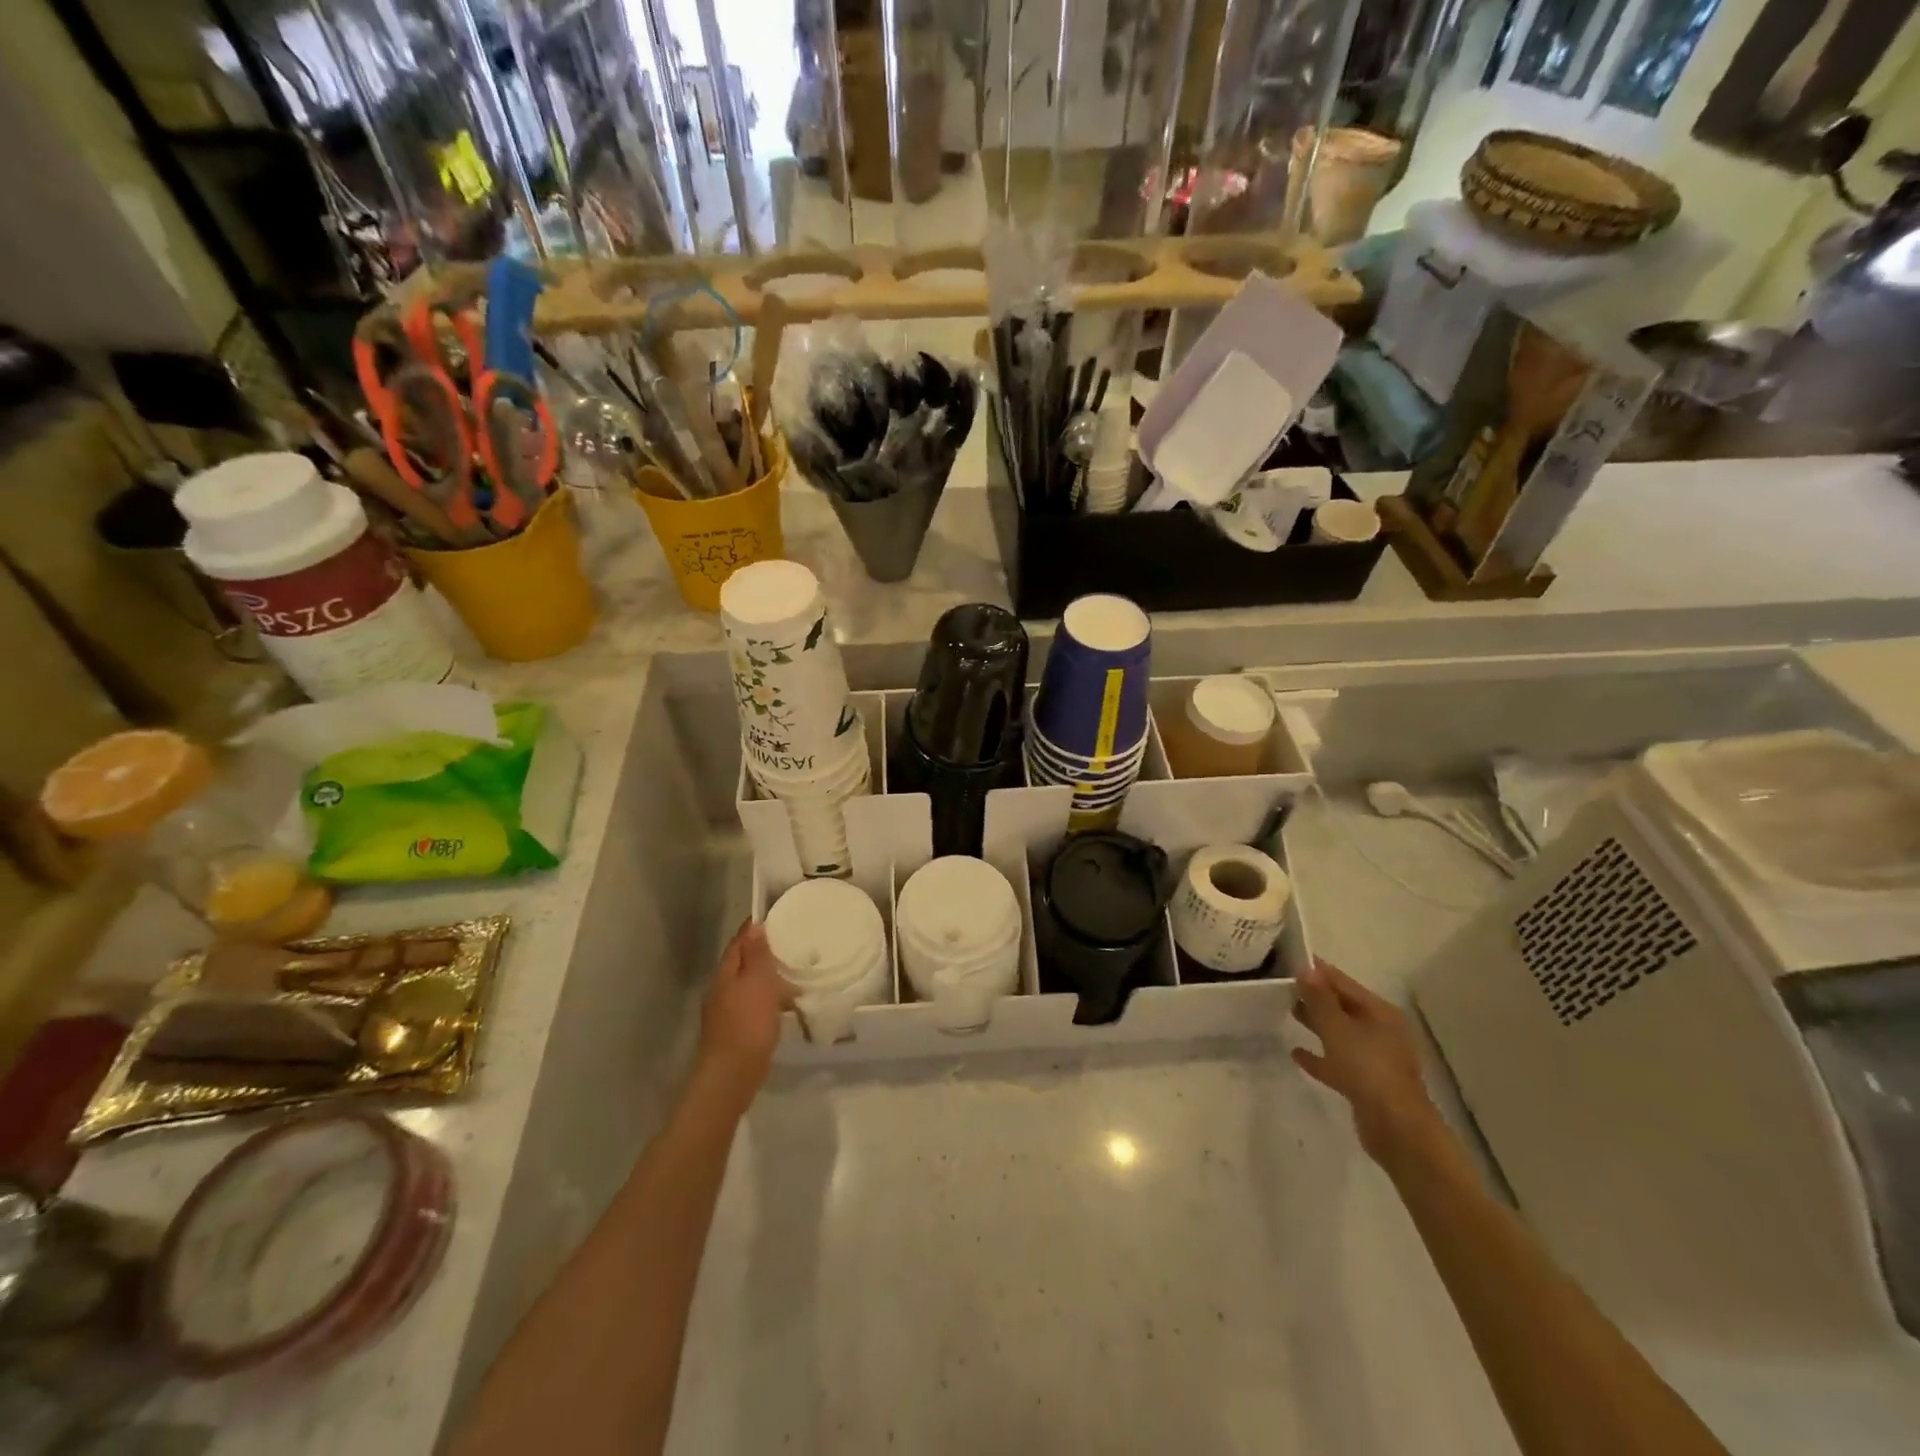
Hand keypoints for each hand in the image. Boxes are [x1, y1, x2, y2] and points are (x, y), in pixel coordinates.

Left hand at [696, 921, 786, 1111]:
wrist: (731, 1076)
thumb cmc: (747, 1024)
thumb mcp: (757, 983)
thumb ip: (757, 955)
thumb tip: (755, 926)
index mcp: (726, 973)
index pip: (740, 941)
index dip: (755, 928)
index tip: (778, 916)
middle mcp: (723, 988)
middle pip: (743, 962)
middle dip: (764, 951)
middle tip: (792, 942)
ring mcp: (728, 1011)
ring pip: (749, 984)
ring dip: (768, 977)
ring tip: (795, 972)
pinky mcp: (737, 1030)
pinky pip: (755, 1004)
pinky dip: (769, 999)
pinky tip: (784, 1004)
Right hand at [1292, 958, 1441, 1164]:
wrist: (1396, 1129)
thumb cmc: (1368, 1069)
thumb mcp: (1338, 1029)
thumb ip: (1320, 999)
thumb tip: (1306, 969)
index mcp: (1380, 1013)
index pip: (1343, 983)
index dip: (1317, 972)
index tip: (1289, 962)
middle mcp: (1381, 1031)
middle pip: (1343, 1007)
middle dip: (1315, 997)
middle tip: (1283, 987)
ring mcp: (1375, 1058)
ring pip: (1340, 1033)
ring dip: (1317, 1024)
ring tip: (1288, 1013)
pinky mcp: (1367, 1083)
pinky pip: (1338, 1061)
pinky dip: (1320, 1056)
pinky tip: (1296, 1053)